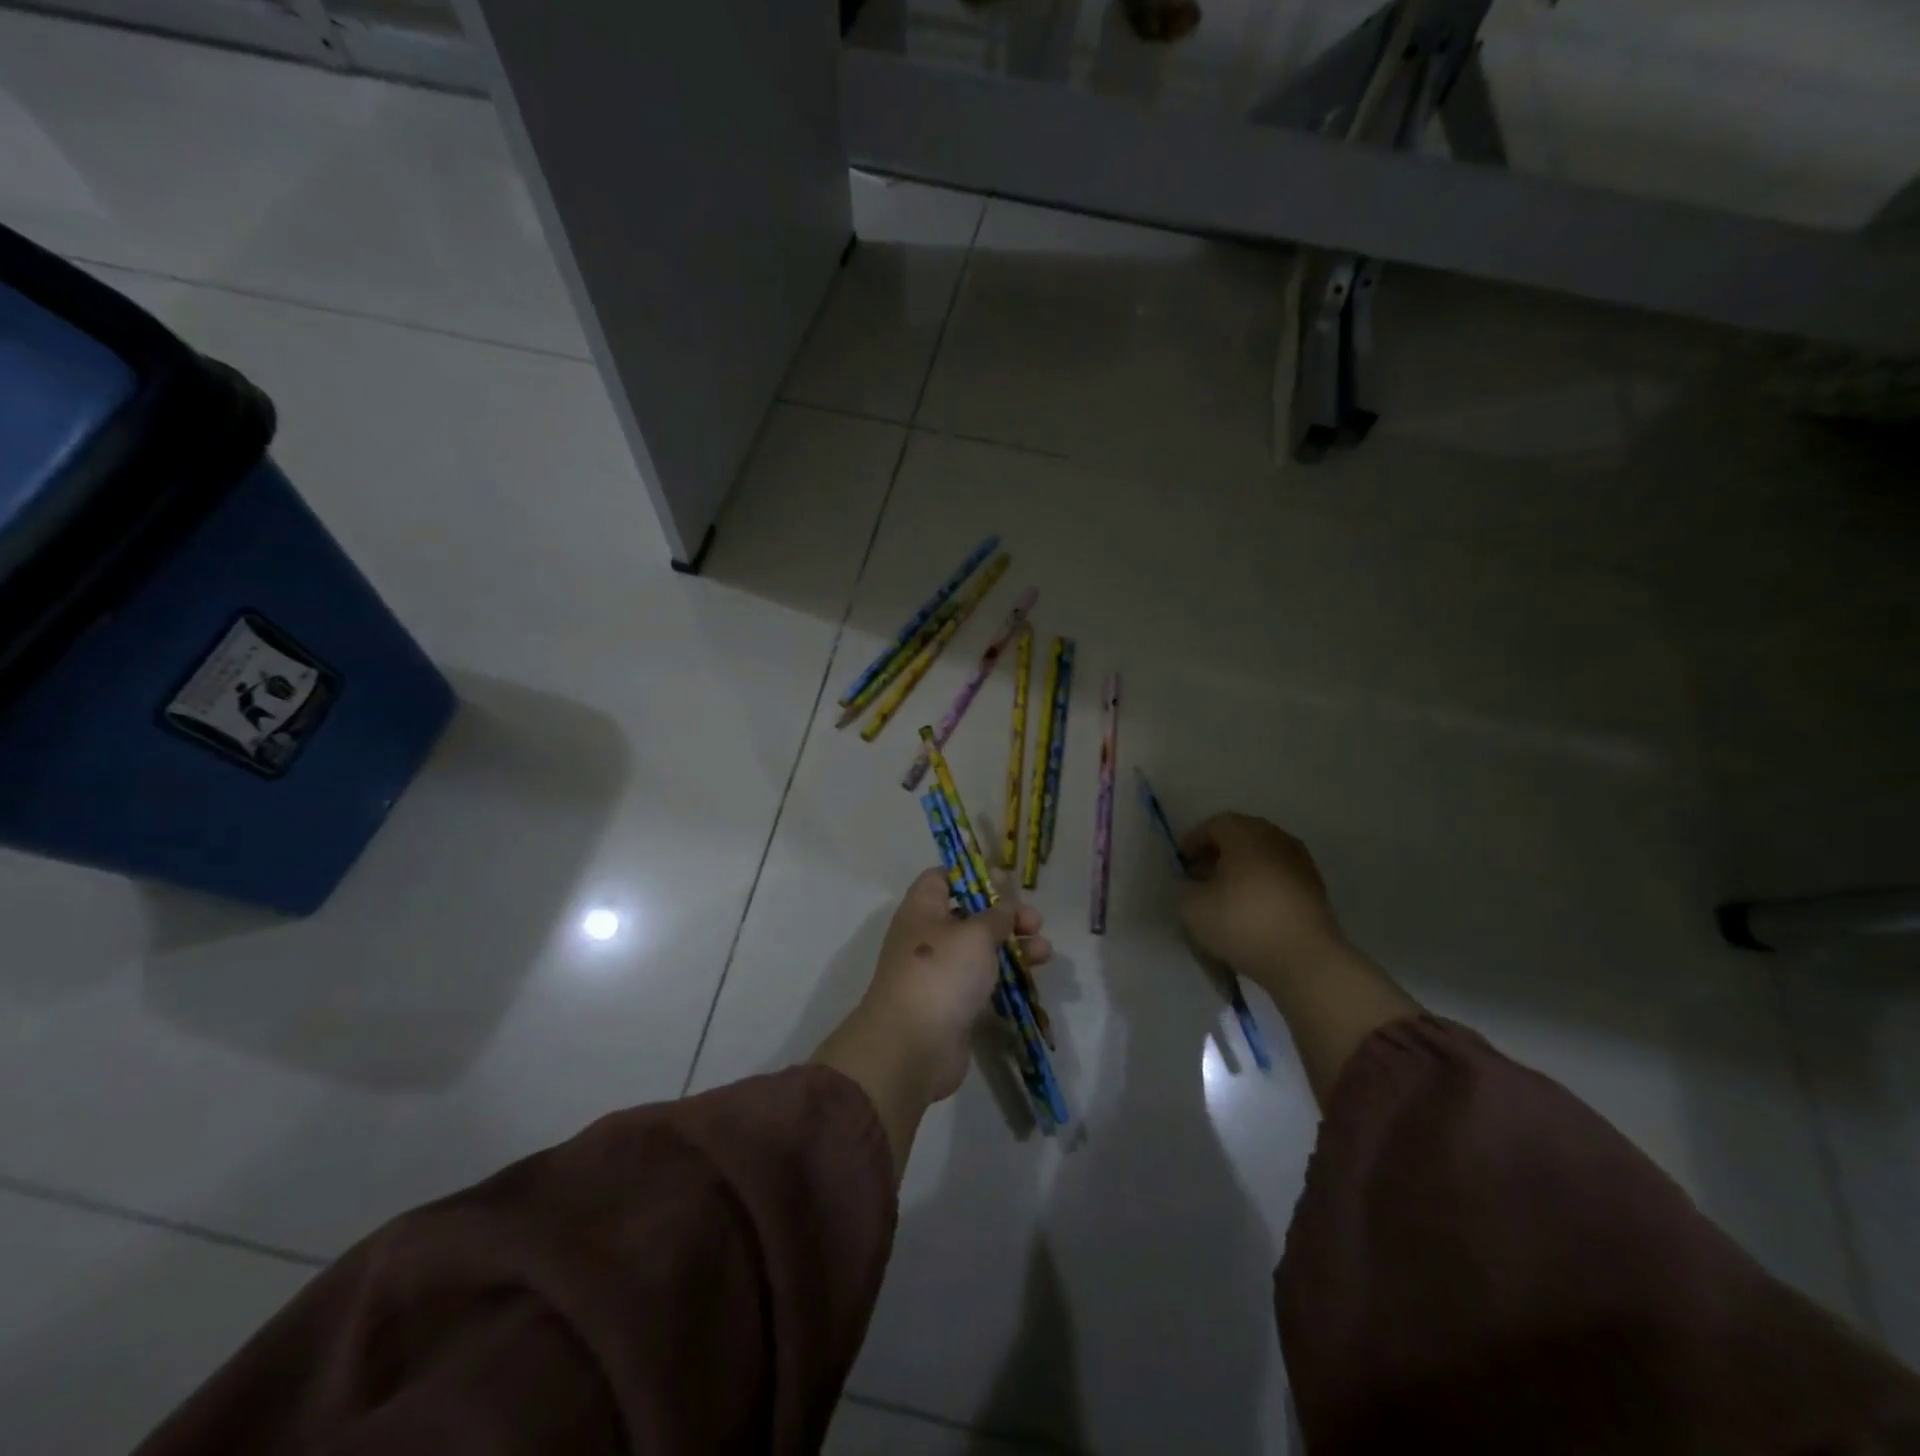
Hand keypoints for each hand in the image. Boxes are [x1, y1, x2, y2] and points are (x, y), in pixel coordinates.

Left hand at [861, 868, 1050, 1102]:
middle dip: (1005, 916)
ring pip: (980, 951)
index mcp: (922, 910)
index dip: (971, 875)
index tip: (1004, 882)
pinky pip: (983, 982)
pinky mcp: (953, 1005)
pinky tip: (1032, 977)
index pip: (940, 879)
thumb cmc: (941, 973)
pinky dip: (1006, 977)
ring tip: (1046, 952)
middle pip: (969, 915)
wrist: (913, 1047)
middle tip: (1035, 923)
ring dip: (1014, 947)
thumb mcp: (975, 934)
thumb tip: (1004, 907)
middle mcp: (927, 937)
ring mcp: (939, 973)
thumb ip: (996, 916)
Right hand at [1178, 813, 1344, 986]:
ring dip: (1241, 870)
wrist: (1305, 959)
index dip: (1193, 842)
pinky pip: (1279, 877)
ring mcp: (1300, 863)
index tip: (1182, 866)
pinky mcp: (1315, 889)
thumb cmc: (1242, 922)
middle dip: (1217, 854)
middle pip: (1240, 837)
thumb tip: (1195, 885)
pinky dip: (1262, 886)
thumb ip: (1185, 888)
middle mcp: (1276, 838)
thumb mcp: (1192, 907)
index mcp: (1246, 833)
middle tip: (1200, 878)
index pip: (1214, 825)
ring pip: (1262, 857)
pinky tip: (1251, 911)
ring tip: (1225, 897)